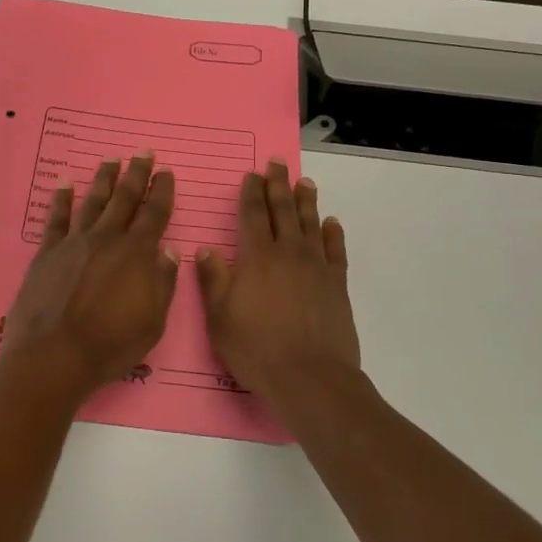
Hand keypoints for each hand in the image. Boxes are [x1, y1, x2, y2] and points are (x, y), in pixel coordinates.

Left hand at [0, 153, 180, 400]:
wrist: (53, 357)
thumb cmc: (110, 345)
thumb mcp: (152, 322)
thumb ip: (163, 283)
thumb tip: (170, 250)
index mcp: (136, 254)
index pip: (154, 213)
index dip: (162, 191)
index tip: (166, 172)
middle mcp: (107, 239)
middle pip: (124, 198)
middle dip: (136, 174)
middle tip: (144, 152)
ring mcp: (74, 243)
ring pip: (92, 202)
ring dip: (103, 179)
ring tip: (111, 160)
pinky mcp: (47, 253)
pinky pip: (56, 218)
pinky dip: (60, 199)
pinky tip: (64, 183)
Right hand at [196, 162, 361, 410]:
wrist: (311, 378)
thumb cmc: (257, 349)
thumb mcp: (220, 318)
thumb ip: (213, 280)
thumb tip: (204, 249)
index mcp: (257, 257)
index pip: (253, 214)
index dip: (251, 192)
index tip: (251, 174)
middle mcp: (288, 253)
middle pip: (283, 210)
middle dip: (278, 185)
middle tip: (277, 163)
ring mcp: (316, 267)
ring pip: (310, 223)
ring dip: (306, 201)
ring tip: (304, 182)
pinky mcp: (337, 284)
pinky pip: (335, 250)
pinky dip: (332, 233)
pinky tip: (330, 223)